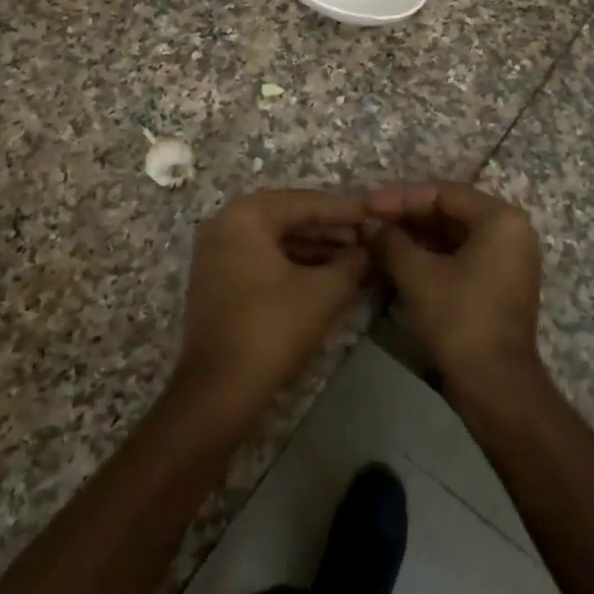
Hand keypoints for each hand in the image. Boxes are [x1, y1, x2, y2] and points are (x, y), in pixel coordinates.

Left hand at [174, 189, 370, 416]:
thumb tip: (366, 252)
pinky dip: (294, 263)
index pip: (306, 202)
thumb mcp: (324, 292)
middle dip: (331, 228)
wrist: (218, 390)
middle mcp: (225, 224)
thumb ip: (351, 263)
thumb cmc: (272, 328)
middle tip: (368, 236)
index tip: (377, 212)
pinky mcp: (217, 280)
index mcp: (246, 215)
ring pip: (276, 239)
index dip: (346, 209)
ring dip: (315, 247)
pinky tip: (327, 275)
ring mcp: (217, 253)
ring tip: (355, 257)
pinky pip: (263, 258)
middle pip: (289, 217)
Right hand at [365, 183, 541, 389]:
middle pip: (451, 211)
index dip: (401, 197)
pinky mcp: (501, 282)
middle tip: (370, 219)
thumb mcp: (417, 275)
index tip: (367, 204)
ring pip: (455, 235)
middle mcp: (512, 231)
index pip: (444, 194)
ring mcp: (509, 258)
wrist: (495, 384)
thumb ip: (391, 241)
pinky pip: (463, 255)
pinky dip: (432, 255)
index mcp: (501, 219)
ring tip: (378, 238)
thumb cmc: (459, 319)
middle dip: (408, 216)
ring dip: (417, 236)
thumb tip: (371, 226)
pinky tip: (399, 258)